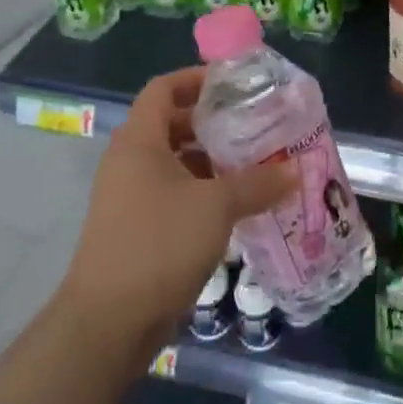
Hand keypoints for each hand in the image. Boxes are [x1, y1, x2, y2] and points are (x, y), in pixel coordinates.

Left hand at [60, 68, 294, 359]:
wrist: (107, 324)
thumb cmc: (159, 244)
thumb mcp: (216, 206)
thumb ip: (257, 183)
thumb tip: (295, 171)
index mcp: (139, 141)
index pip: (164, 88)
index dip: (196, 79)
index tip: (234, 84)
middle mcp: (129, 162)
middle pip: (171, 124)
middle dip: (212, 123)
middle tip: (254, 124)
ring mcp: (129, 197)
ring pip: (174, 162)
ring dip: (211, 161)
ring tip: (253, 163)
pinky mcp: (135, 229)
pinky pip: (172, 194)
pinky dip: (202, 191)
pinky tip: (235, 205)